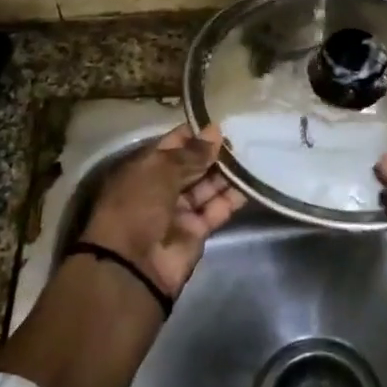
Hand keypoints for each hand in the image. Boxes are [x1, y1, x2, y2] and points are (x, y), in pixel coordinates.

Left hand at [82, 123, 247, 299]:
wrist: (132, 264)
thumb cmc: (138, 205)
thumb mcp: (161, 170)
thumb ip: (192, 152)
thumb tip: (215, 132)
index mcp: (145, 168)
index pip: (173, 145)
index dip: (195, 134)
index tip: (221, 122)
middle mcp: (162, 187)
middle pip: (192, 166)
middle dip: (214, 153)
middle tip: (244, 136)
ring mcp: (180, 210)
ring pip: (207, 187)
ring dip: (227, 173)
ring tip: (253, 154)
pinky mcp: (197, 231)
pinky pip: (217, 209)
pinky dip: (232, 197)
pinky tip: (252, 181)